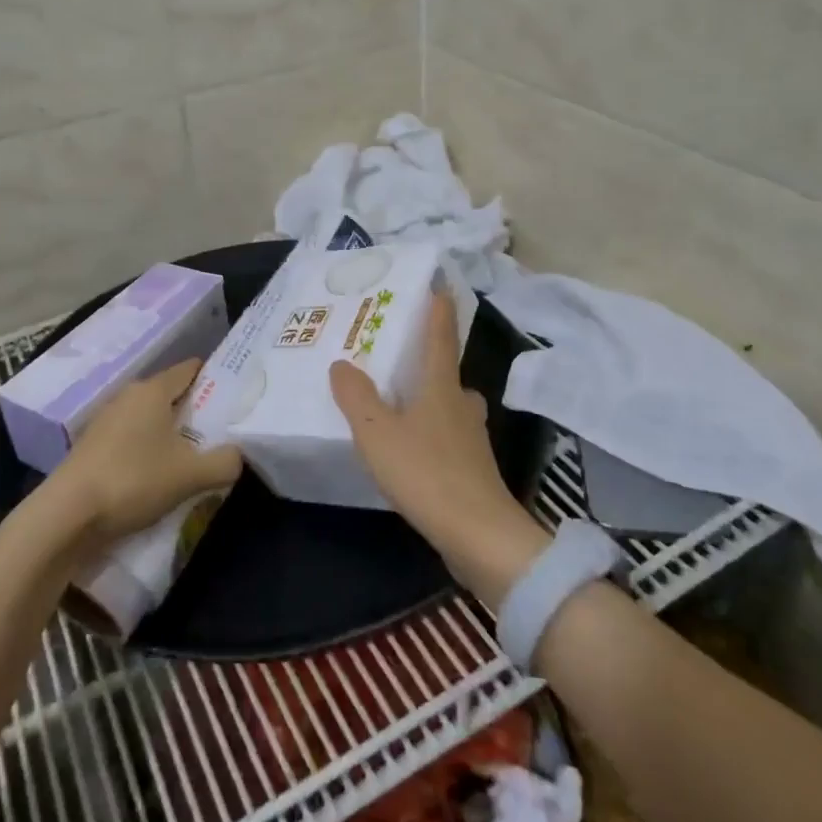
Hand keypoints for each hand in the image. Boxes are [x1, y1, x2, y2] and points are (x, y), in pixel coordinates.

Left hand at [38, 359, 241, 552]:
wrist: (67, 515)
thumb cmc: (133, 480)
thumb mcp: (191, 475)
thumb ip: (224, 462)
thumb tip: (238, 456)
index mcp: (153, 390)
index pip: (190, 369)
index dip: (215, 378)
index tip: (236, 396)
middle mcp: (128, 396)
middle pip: (171, 395)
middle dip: (195, 411)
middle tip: (221, 432)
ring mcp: (106, 421)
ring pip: (150, 419)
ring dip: (171, 434)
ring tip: (194, 457)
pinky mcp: (92, 446)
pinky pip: (132, 439)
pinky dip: (148, 450)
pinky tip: (158, 475)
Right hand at [329, 290, 535, 572]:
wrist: (480, 536)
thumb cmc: (426, 473)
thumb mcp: (377, 433)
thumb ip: (356, 397)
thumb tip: (342, 364)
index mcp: (442, 387)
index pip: (440, 338)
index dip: (438, 310)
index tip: (439, 285)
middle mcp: (462, 406)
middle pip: (448, 374)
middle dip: (430, 361)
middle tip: (402, 356)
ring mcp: (472, 440)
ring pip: (451, 407)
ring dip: (432, 400)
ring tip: (401, 403)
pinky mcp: (474, 470)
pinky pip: (449, 438)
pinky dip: (432, 433)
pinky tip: (413, 449)